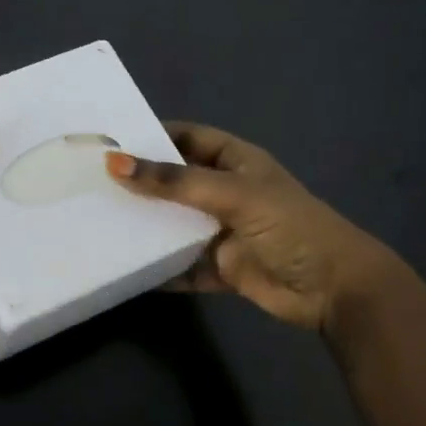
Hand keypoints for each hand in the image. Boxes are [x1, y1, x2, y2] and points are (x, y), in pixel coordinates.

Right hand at [106, 121, 395, 332]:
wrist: (334, 289)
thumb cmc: (289, 226)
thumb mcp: (231, 194)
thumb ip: (174, 182)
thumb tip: (115, 163)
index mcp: (235, 162)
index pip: (187, 137)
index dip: (152, 136)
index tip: (110, 139)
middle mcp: (225, 192)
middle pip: (175, 181)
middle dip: (140, 182)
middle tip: (91, 182)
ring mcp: (222, 231)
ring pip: (174, 223)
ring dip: (146, 225)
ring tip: (98, 221)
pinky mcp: (220, 267)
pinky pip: (181, 265)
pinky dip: (159, 268)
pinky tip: (126, 268)